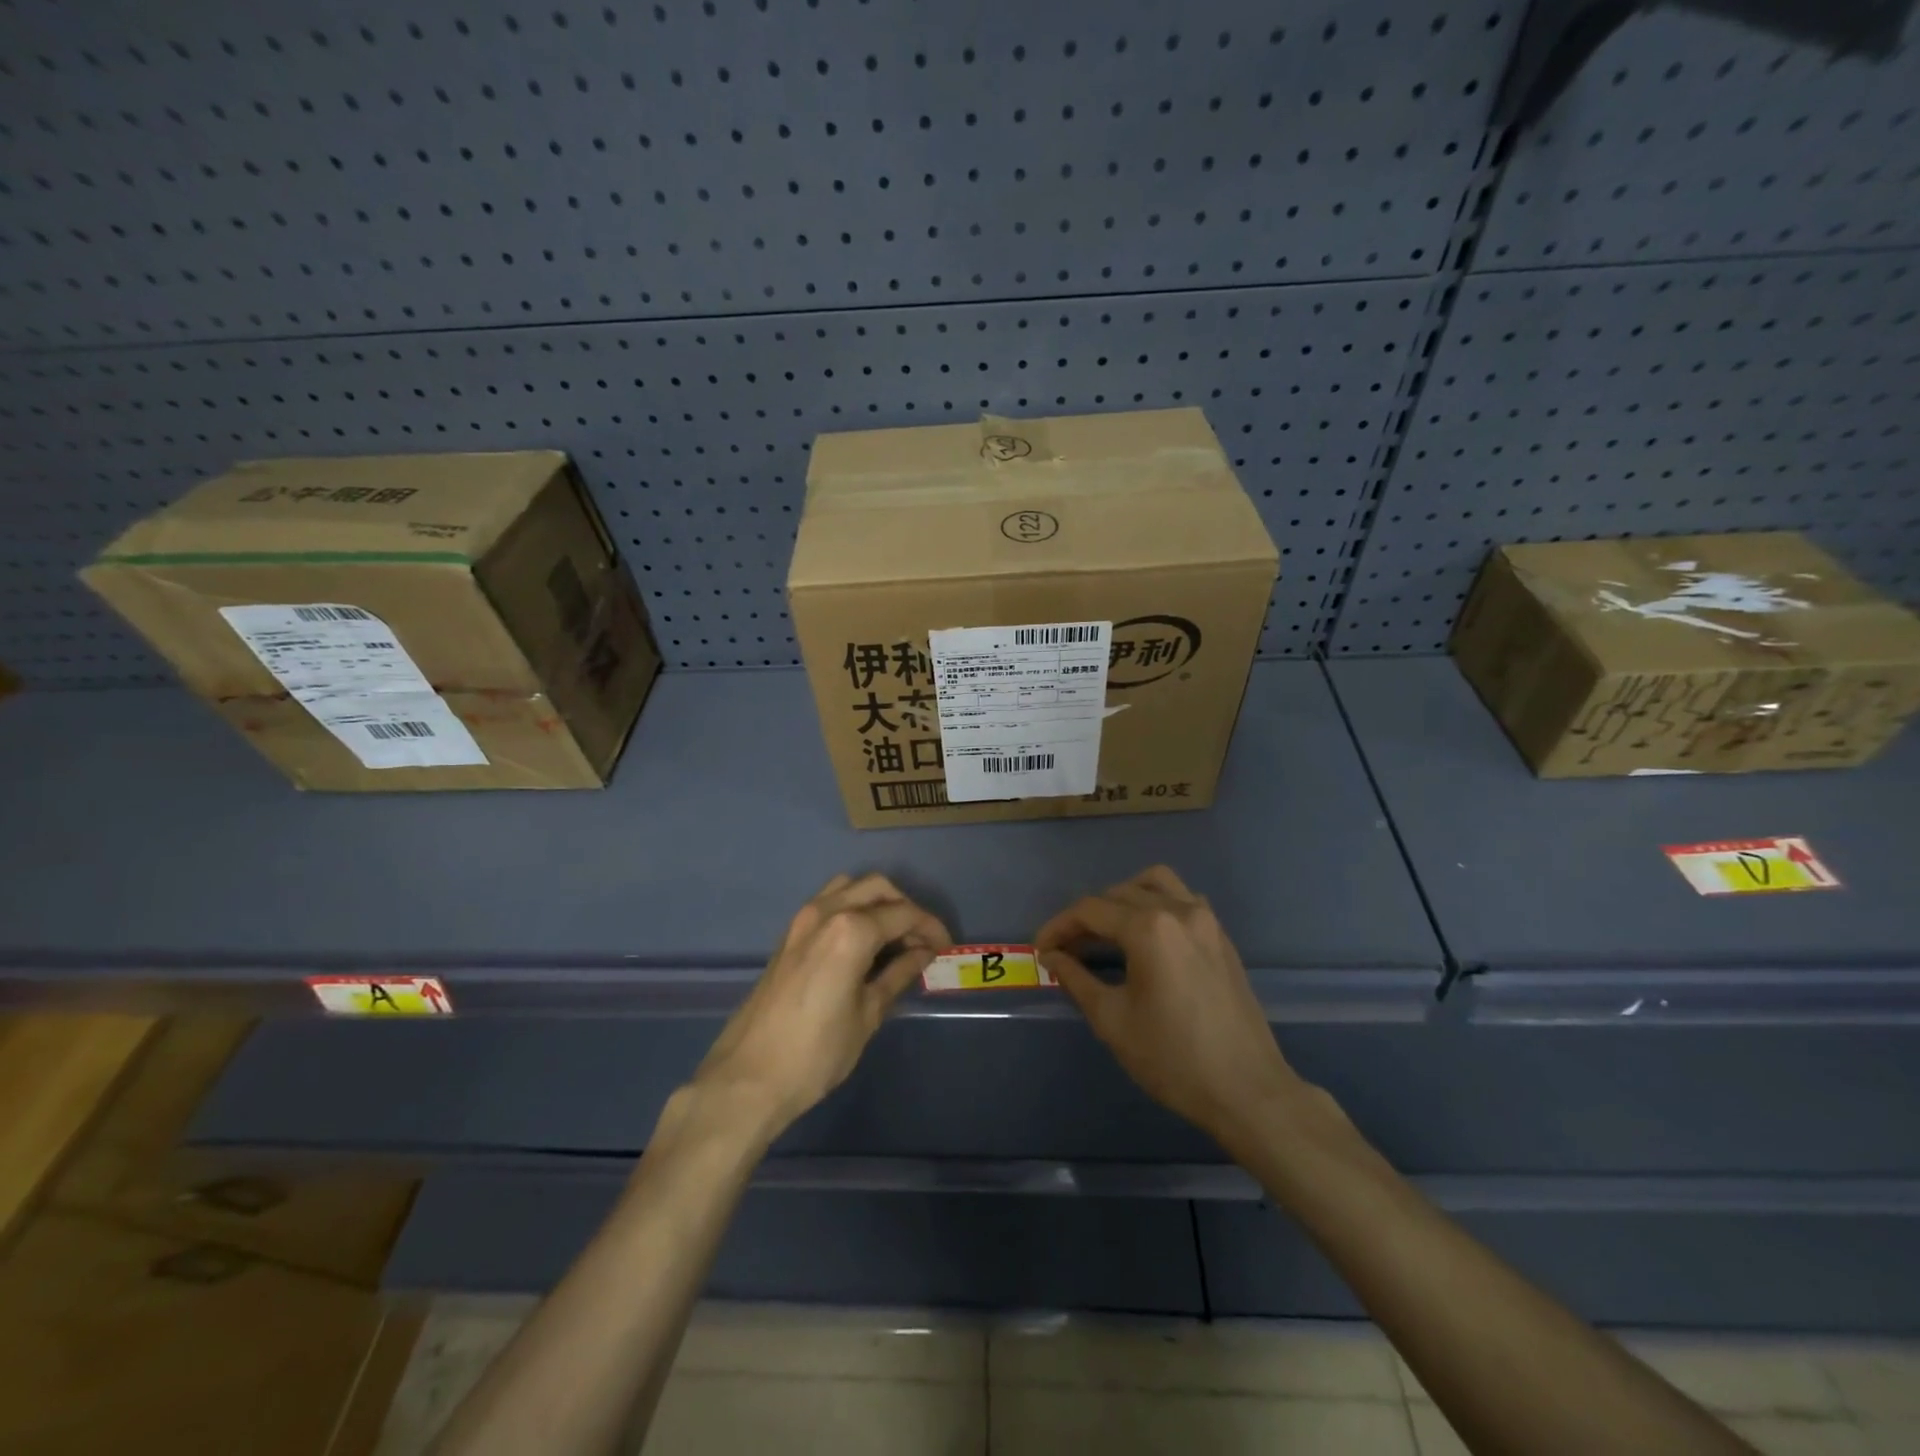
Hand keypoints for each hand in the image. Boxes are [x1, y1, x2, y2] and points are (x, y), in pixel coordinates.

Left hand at [693, 874, 950, 1135]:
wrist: (747, 1078)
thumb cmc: (816, 1054)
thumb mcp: (867, 1015)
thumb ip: (898, 974)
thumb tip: (923, 953)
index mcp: (851, 930)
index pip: (903, 914)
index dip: (930, 927)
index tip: (945, 947)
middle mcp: (826, 912)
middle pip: (877, 888)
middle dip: (905, 907)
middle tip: (921, 941)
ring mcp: (802, 920)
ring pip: (849, 887)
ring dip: (877, 902)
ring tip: (894, 938)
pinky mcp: (788, 934)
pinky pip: (828, 902)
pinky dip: (852, 908)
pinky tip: (862, 943)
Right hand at [1036, 865, 1306, 1149]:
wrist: (1248, 1090)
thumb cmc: (1173, 1059)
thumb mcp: (1112, 1020)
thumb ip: (1076, 978)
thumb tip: (1053, 957)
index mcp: (1149, 928)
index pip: (1090, 910)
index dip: (1059, 926)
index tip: (1040, 950)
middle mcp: (1178, 910)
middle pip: (1118, 893)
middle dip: (1086, 916)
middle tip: (1066, 949)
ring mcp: (1205, 919)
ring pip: (1154, 883)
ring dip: (1123, 898)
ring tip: (1106, 931)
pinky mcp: (1220, 936)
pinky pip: (1181, 899)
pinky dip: (1155, 904)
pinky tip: (1145, 938)